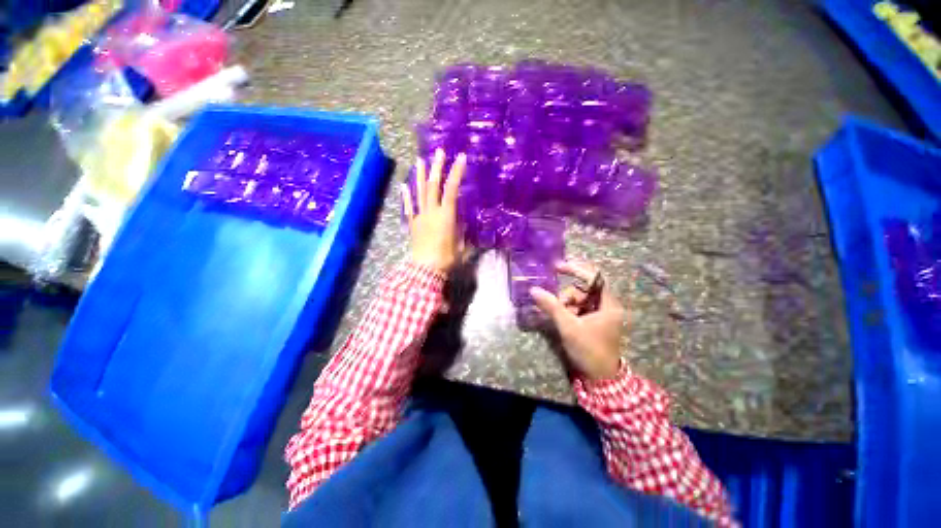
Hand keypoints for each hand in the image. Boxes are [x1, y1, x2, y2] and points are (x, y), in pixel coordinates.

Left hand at [401, 148, 466, 273]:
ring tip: (419, 160)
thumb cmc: (447, 257)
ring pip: (419, 192)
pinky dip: (406, 196)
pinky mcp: (413, 223)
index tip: (460, 158)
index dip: (456, 172)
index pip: (452, 189)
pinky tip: (404, 186)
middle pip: (433, 185)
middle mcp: (432, 211)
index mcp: (446, 215)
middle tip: (438, 152)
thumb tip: (462, 222)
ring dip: (420, 175)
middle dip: (437, 167)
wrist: (426, 269)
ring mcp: (420, 216)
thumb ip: (462, 230)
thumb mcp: (461, 244)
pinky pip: (409, 207)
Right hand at [530, 261, 626, 381]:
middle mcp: (606, 305)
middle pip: (584, 289)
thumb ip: (551, 306)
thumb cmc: (589, 349)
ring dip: (565, 304)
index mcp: (608, 304)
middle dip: (567, 295)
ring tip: (558, 316)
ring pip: (579, 299)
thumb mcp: (568, 327)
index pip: (594, 277)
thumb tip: (534, 290)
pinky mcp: (594, 321)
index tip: (557, 267)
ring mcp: (600, 314)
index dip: (576, 269)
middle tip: (555, 303)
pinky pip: (578, 308)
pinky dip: (568, 311)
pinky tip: (562, 319)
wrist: (600, 377)